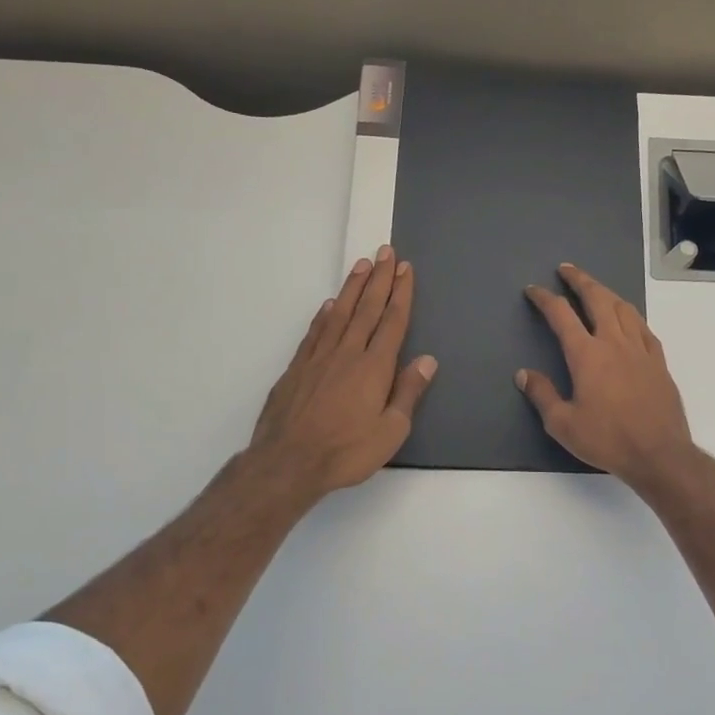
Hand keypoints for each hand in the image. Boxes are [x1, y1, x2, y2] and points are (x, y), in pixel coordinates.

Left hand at [247, 247, 435, 507]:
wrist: (288, 462)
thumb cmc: (347, 451)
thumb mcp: (390, 431)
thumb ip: (408, 393)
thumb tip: (426, 360)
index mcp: (374, 367)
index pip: (392, 322)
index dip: (400, 294)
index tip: (405, 269)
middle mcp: (347, 353)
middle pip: (366, 309)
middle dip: (379, 279)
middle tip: (385, 252)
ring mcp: (318, 358)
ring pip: (339, 313)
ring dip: (352, 288)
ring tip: (361, 265)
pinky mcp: (297, 368)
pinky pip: (315, 332)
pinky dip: (325, 315)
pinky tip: (330, 305)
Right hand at [518, 263, 698, 491]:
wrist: (659, 453)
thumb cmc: (607, 439)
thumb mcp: (563, 424)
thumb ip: (542, 395)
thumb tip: (523, 374)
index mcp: (587, 355)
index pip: (562, 315)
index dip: (545, 299)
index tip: (534, 290)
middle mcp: (614, 343)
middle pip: (597, 299)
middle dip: (580, 280)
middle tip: (567, 269)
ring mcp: (640, 349)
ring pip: (623, 308)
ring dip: (606, 292)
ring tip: (595, 288)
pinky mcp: (658, 361)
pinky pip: (643, 327)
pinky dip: (630, 315)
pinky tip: (628, 318)